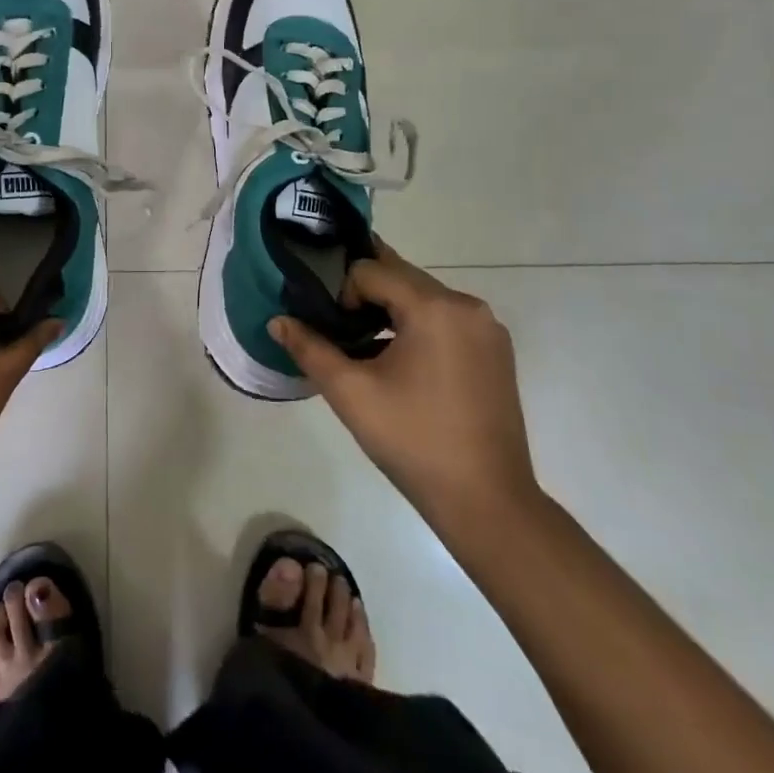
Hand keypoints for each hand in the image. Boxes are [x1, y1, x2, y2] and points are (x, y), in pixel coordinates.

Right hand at [271, 242, 540, 548]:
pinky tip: (402, 364)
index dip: (342, 294)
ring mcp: (487, 328)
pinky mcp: (496, 350)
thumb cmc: (413, 441)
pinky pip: (446, 319)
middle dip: (365, 295)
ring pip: (423, 297)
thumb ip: (310, 348)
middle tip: (341, 330)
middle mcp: (466, 305)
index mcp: (434, 307)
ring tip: (367, 348)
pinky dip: (418, 326)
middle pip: (400, 276)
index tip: (334, 333)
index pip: (370, 270)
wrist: (486, 502)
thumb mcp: (351, 393)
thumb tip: (277, 322)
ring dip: (391, 310)